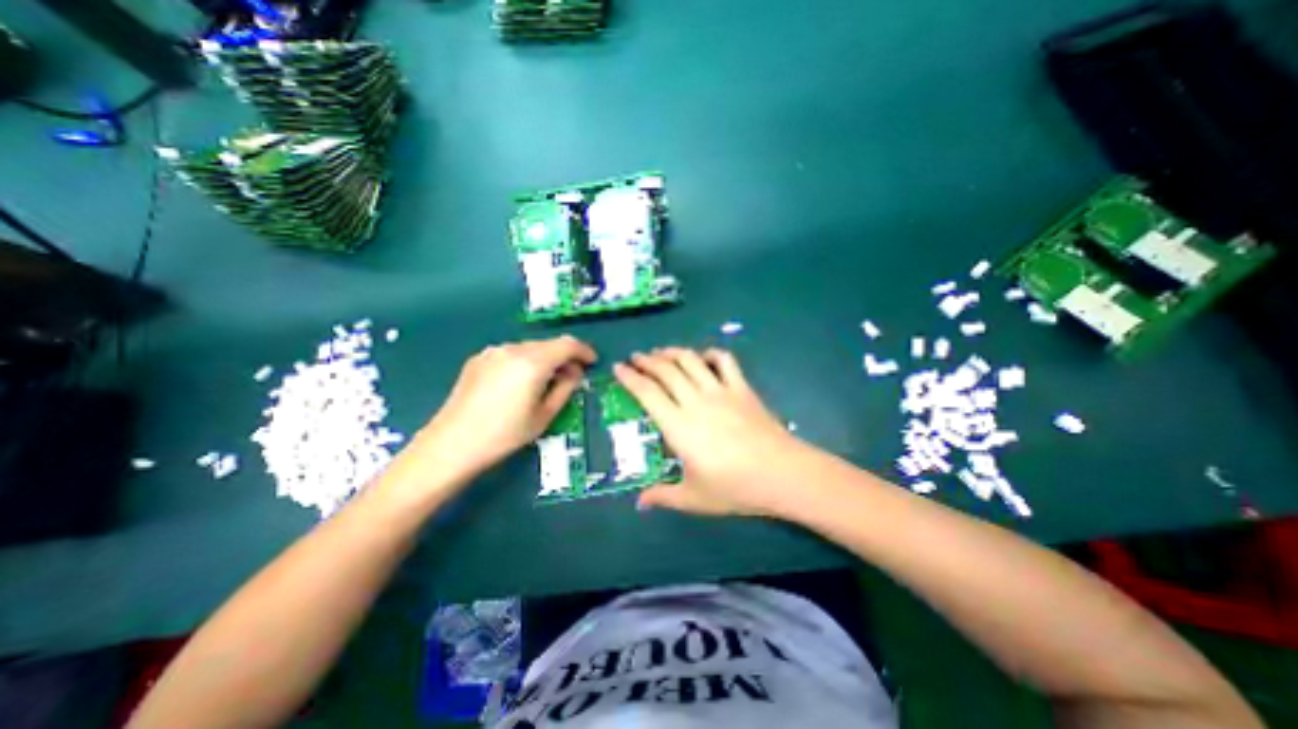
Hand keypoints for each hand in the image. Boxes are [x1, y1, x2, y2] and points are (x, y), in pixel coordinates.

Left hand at [418, 335, 594, 484]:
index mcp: (533, 362)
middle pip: (548, 344)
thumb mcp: (544, 416)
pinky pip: (511, 353)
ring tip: (545, 381)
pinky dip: (525, 361)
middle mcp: (513, 349)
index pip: (567, 344)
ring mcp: (493, 352)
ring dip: (544, 359)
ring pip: (530, 347)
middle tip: (571, 377)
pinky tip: (520, 382)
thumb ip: (565, 388)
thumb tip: (574, 372)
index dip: (584, 351)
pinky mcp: (478, 359)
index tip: (592, 362)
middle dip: (564, 356)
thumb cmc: (505, 435)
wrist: (452, 444)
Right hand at [615, 347, 813, 513]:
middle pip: (666, 370)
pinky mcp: (741, 387)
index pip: (647, 393)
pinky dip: (710, 353)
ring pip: (690, 360)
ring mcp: (720, 390)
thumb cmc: (735, 488)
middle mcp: (696, 401)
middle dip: (647, 360)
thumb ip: (663, 496)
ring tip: (661, 352)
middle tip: (636, 358)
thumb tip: (640, 503)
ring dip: (672, 352)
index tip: (618, 368)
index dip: (630, 378)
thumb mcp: (694, 498)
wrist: (782, 474)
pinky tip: (703, 358)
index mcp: (679, 426)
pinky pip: (724, 361)